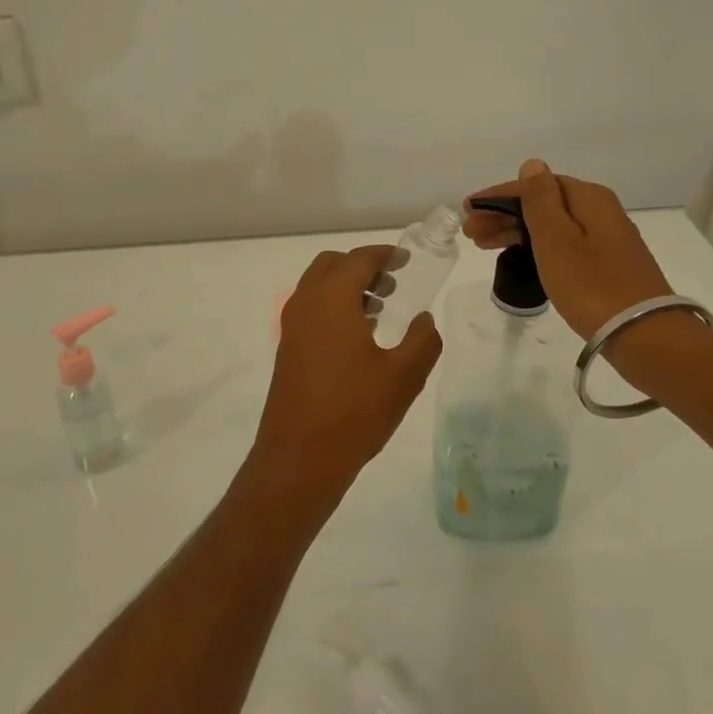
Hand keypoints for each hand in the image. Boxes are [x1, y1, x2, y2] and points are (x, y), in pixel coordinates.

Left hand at [252, 245, 443, 501]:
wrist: (299, 459)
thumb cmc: (354, 412)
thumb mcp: (403, 377)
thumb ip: (422, 340)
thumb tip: (425, 319)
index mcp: (332, 299)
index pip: (358, 259)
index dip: (385, 255)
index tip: (406, 261)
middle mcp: (306, 304)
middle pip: (332, 264)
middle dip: (362, 266)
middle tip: (393, 284)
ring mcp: (291, 327)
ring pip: (318, 286)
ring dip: (347, 286)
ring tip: (380, 309)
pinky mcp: (287, 349)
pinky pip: (311, 309)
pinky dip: (334, 306)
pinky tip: (359, 336)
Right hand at [463, 159, 674, 340]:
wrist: (644, 336)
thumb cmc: (591, 284)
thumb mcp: (556, 239)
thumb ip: (540, 200)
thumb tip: (533, 164)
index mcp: (589, 198)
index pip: (535, 185)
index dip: (498, 195)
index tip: (468, 209)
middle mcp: (600, 211)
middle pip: (544, 204)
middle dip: (504, 215)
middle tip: (470, 232)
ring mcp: (606, 240)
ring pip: (551, 226)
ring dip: (516, 231)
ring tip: (484, 245)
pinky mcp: (607, 266)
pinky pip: (563, 245)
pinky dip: (536, 247)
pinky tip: (520, 257)